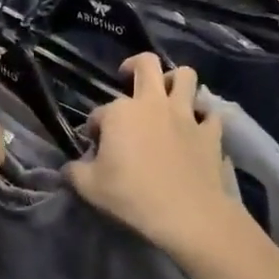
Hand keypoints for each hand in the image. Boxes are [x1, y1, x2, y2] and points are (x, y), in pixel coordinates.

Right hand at [67, 55, 242, 254]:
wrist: (187, 213)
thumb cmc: (132, 196)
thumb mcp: (89, 188)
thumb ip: (75, 172)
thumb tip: (68, 167)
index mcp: (120, 113)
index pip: (99, 113)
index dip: (94, 127)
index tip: (95, 146)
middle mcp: (153, 103)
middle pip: (147, 64)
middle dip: (134, 66)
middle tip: (128, 78)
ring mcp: (186, 115)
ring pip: (186, 76)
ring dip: (176, 81)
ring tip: (168, 95)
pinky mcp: (210, 132)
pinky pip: (210, 113)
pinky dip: (204, 117)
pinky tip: (197, 127)